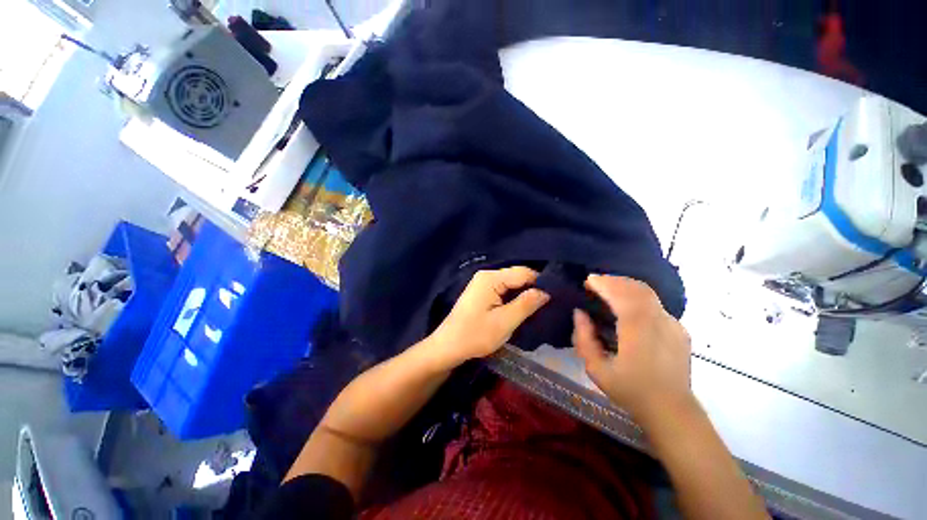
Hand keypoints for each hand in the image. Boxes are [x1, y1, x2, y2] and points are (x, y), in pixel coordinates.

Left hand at [429, 267, 549, 367]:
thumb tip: (546, 291)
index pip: (524, 272)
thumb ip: (526, 304)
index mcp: (491, 278)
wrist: (448, 346)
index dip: (541, 283)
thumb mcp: (504, 322)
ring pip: (512, 284)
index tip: (556, 297)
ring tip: (539, 308)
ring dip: (524, 295)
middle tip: (549, 305)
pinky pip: (504, 290)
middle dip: (533, 289)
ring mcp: (483, 283)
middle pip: (517, 276)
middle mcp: (487, 275)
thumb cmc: (475, 335)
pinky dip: (514, 298)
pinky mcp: (482, 292)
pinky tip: (522, 309)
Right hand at [572, 275, 693, 428]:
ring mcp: (673, 324)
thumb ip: (584, 338)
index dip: (604, 283)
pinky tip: (627, 307)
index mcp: (639, 330)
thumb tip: (580, 313)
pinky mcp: (679, 329)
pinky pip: (655, 305)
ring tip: (608, 290)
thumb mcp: (596, 369)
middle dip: (614, 280)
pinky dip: (637, 297)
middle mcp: (659, 321)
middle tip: (595, 283)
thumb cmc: (630, 391)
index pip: (622, 294)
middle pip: (637, 288)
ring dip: (625, 286)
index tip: (588, 281)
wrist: (671, 410)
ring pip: (648, 293)